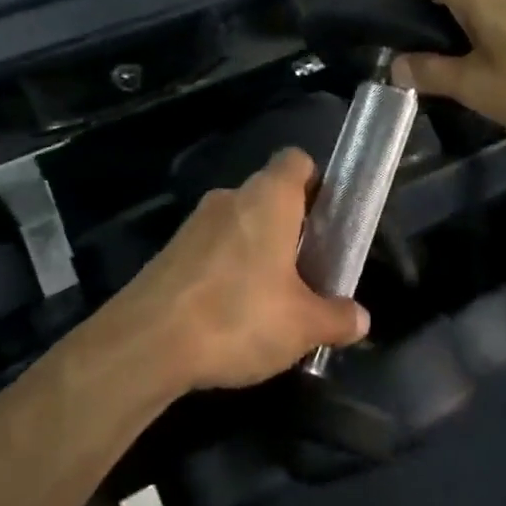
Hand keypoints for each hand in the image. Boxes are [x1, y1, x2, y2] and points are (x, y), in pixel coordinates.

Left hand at [124, 148, 369, 391]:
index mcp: (268, 198)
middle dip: (291, 227)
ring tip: (272, 299)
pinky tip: (231, 315)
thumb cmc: (237, 316)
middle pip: (269, 196)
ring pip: (239, 225)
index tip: (329, 218)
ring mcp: (194, 224)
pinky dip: (227, 270)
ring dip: (257, 251)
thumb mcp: (302, 326)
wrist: (145, 344)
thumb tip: (360, 319)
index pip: (296, 160)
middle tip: (309, 269)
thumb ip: (336, 318)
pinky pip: (211, 250)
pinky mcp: (169, 253)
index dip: (317, 182)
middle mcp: (230, 198)